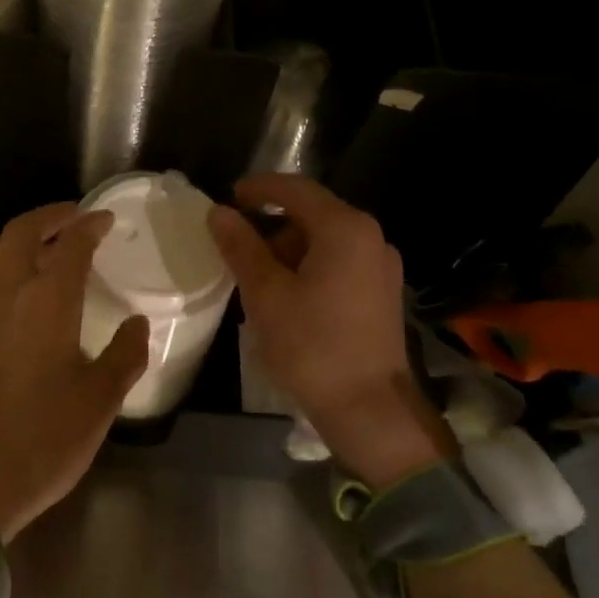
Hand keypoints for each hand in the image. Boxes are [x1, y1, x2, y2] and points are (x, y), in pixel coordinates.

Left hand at [0, 204, 149, 542]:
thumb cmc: (42, 441)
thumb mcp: (99, 402)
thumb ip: (124, 356)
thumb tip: (138, 324)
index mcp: (47, 303)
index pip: (69, 244)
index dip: (90, 226)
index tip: (106, 221)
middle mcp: (5, 295)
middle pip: (20, 232)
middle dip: (49, 216)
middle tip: (74, 218)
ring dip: (16, 236)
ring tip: (41, 246)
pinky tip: (15, 294)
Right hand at [206, 173, 450, 487]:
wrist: (369, 408)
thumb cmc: (312, 346)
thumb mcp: (265, 294)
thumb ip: (241, 247)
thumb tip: (218, 213)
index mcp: (345, 229)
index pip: (295, 188)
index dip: (258, 189)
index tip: (226, 199)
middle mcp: (370, 238)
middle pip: (312, 214)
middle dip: (270, 225)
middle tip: (235, 249)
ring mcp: (380, 267)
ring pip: (324, 242)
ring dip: (287, 251)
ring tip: (256, 280)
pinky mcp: (381, 294)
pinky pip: (338, 264)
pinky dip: (307, 269)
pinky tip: (286, 298)